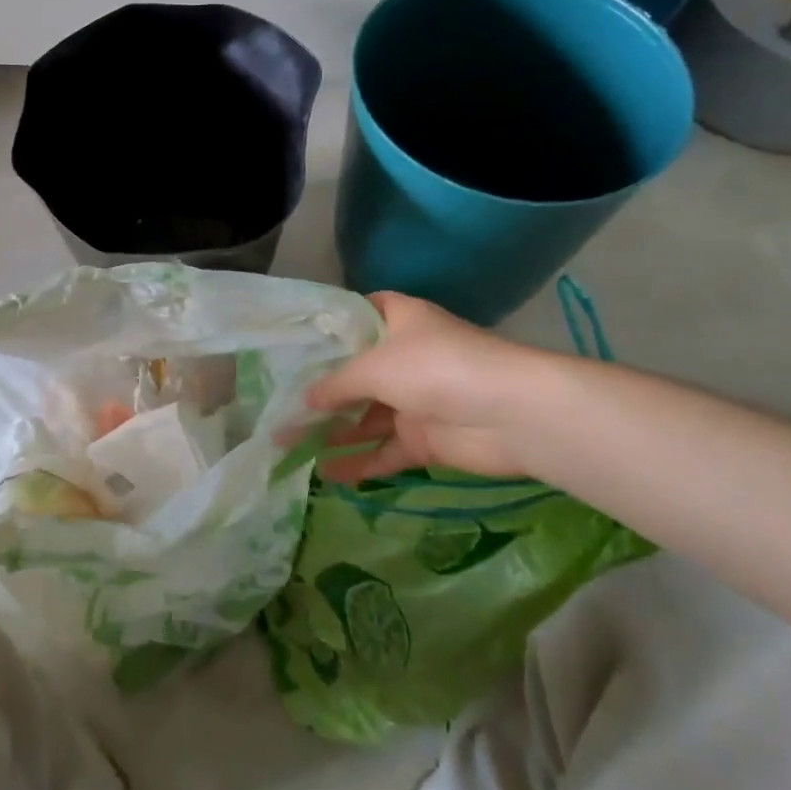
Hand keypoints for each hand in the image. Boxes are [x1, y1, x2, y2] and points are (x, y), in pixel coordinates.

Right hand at [305, 292, 561, 481]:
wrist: (510, 414)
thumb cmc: (435, 367)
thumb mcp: (373, 367)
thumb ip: (335, 385)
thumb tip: (303, 401)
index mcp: (399, 321)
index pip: (360, 315)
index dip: (332, 326)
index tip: (297, 341)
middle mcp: (406, 357)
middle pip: (356, 373)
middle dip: (322, 391)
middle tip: (280, 405)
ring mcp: (416, 400)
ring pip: (366, 416)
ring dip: (334, 431)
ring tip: (290, 446)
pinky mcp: (425, 439)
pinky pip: (384, 451)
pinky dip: (360, 463)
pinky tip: (327, 475)